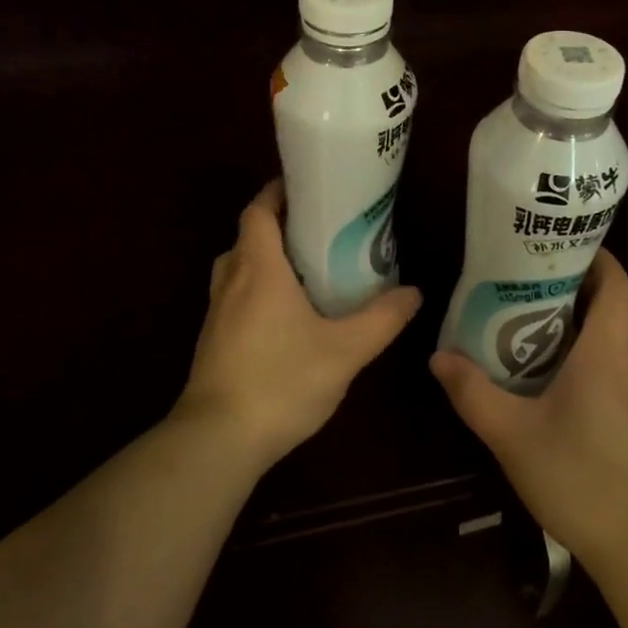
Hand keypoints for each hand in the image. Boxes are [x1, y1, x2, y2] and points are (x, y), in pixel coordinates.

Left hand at [176, 180, 422, 469]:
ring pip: (238, 267)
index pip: (258, 211)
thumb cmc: (281, 381)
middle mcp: (231, 281)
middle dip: (278, 225)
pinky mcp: (213, 340)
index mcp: (258, 268)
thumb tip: (414, 292)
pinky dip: (257, 289)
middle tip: (319, 230)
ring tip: (305, 268)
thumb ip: (382, 319)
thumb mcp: (345, 351)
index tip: (308, 187)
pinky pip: (234, 296)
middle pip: (248, 235)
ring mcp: (216, 312)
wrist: (218, 440)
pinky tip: (286, 315)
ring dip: (265, 258)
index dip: (278, 192)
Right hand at [430, 250, 627, 571]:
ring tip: (529, 317)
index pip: (617, 285)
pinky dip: (585, 353)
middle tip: (530, 277)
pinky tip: (548, 375)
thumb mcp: (513, 434)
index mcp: (608, 352)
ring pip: (615, 337)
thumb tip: (438, 357)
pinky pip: (612, 367)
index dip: (597, 257)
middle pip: (616, 305)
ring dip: (580, 320)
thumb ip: (473, 392)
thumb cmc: (582, 477)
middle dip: (579, 283)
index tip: (560, 245)